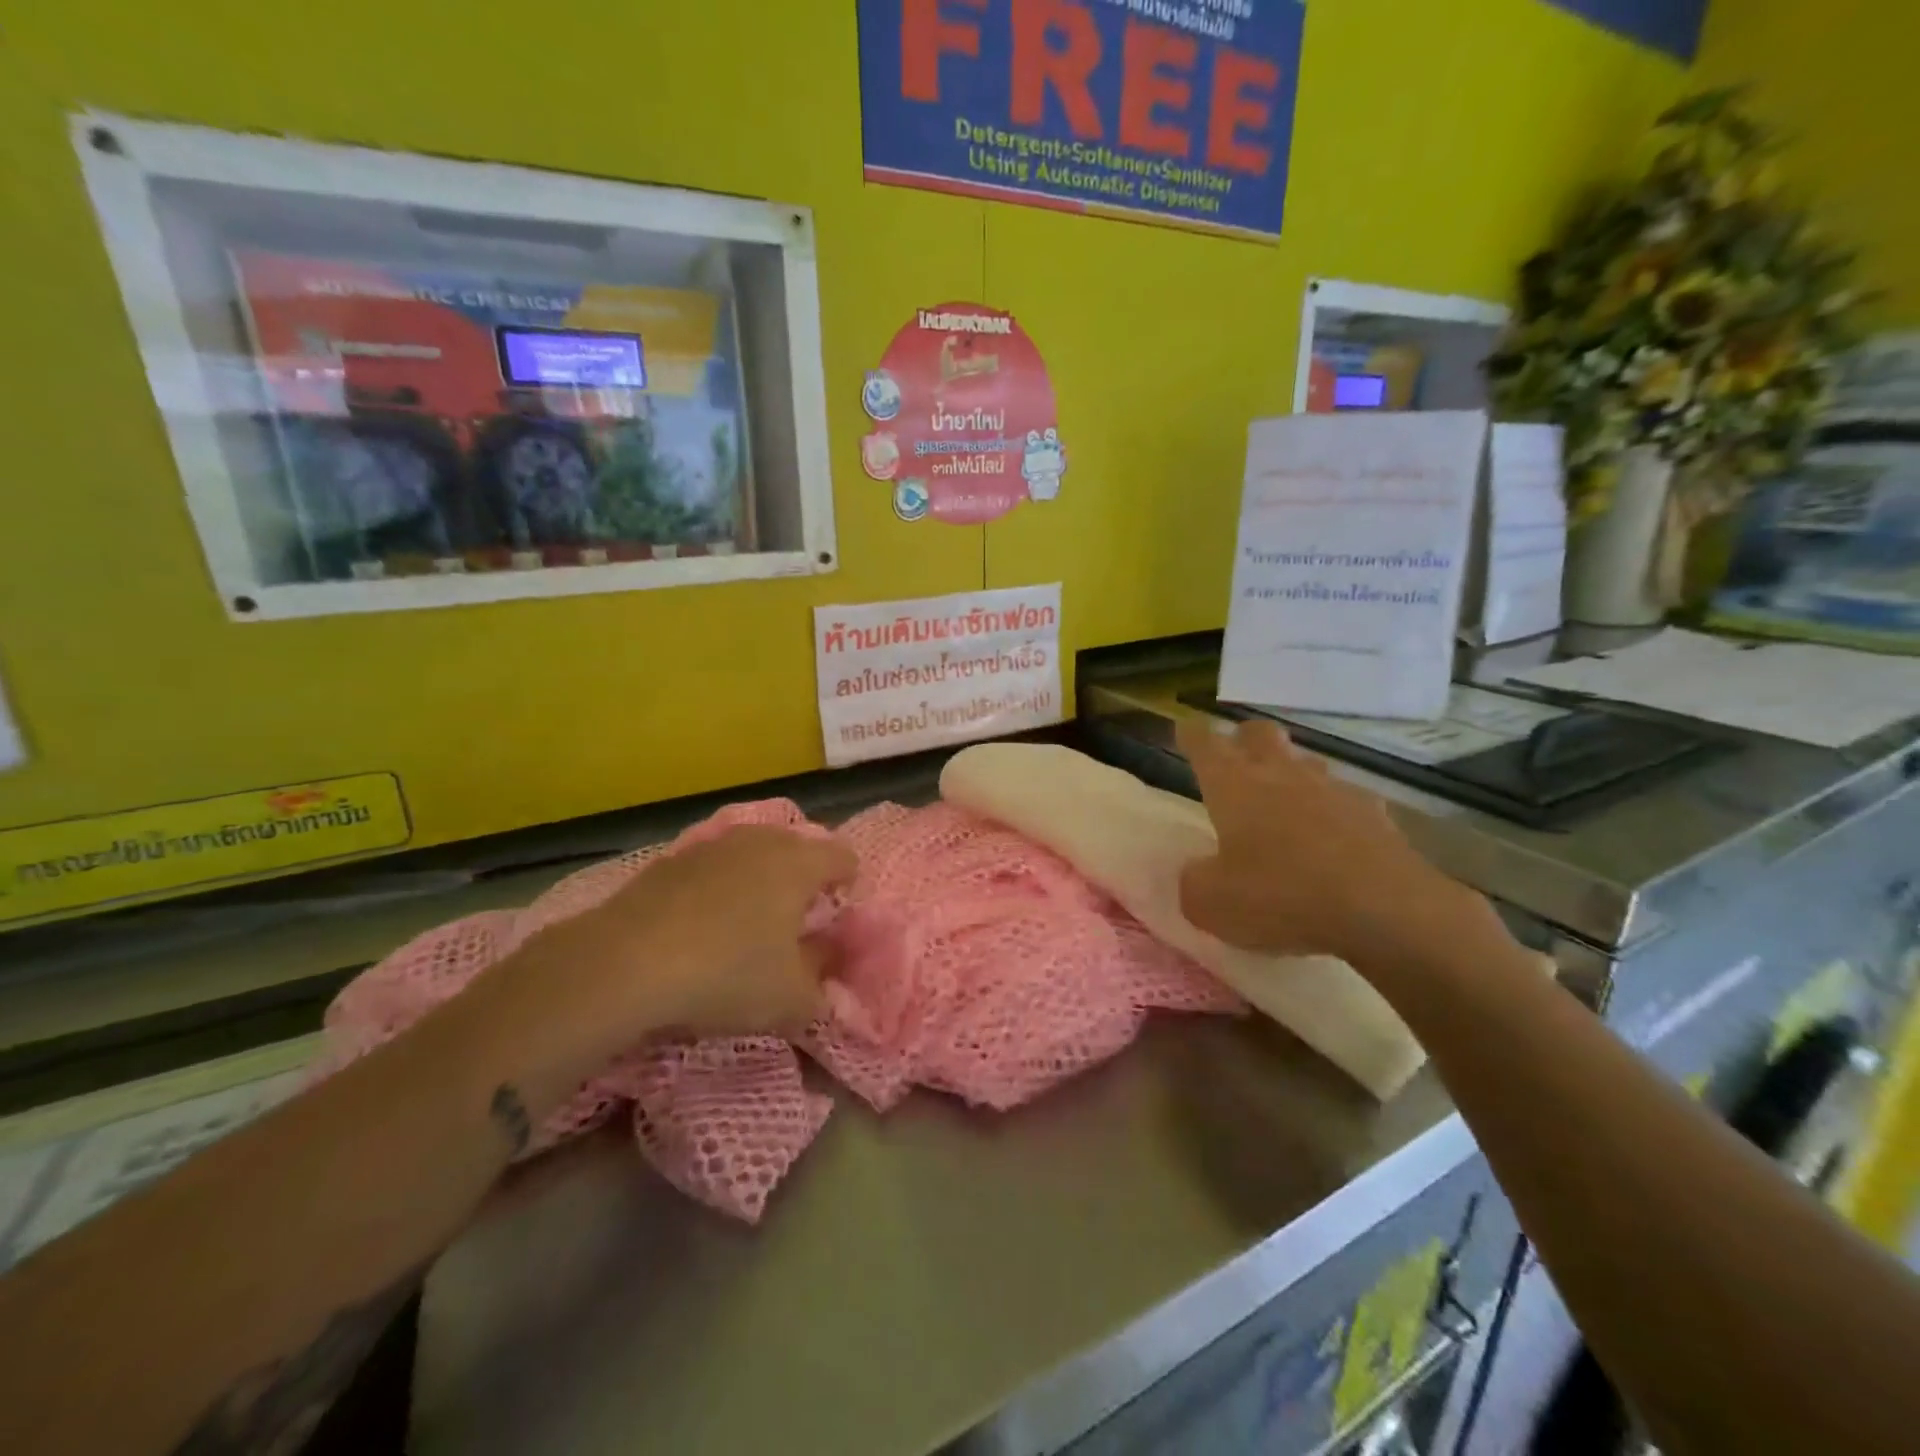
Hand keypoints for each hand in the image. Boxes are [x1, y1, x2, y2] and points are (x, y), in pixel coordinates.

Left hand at [472, 826, 857, 1091]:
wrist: (625, 963)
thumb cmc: (728, 974)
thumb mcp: (792, 999)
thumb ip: (823, 983)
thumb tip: (828, 963)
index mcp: (800, 863)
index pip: (844, 857)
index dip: (849, 886)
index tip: (836, 919)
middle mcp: (761, 841)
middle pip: (799, 849)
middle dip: (804, 881)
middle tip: (795, 925)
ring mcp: (712, 845)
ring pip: (753, 855)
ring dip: (760, 882)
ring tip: (747, 926)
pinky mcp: (671, 860)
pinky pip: (714, 868)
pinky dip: (719, 889)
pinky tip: (702, 927)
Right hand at [1176, 716, 1502, 971]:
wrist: (1384, 909)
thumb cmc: (1281, 896)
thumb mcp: (1212, 904)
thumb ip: (1194, 883)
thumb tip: (1199, 872)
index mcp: (1234, 786)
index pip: (1204, 744)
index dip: (1191, 735)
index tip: (1184, 729)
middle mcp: (1281, 775)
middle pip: (1260, 734)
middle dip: (1244, 739)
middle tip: (1236, 758)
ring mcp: (1333, 790)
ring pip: (1306, 762)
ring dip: (1291, 772)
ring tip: (1285, 800)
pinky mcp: (1375, 813)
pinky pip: (1346, 799)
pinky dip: (1333, 811)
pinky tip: (1333, 837)